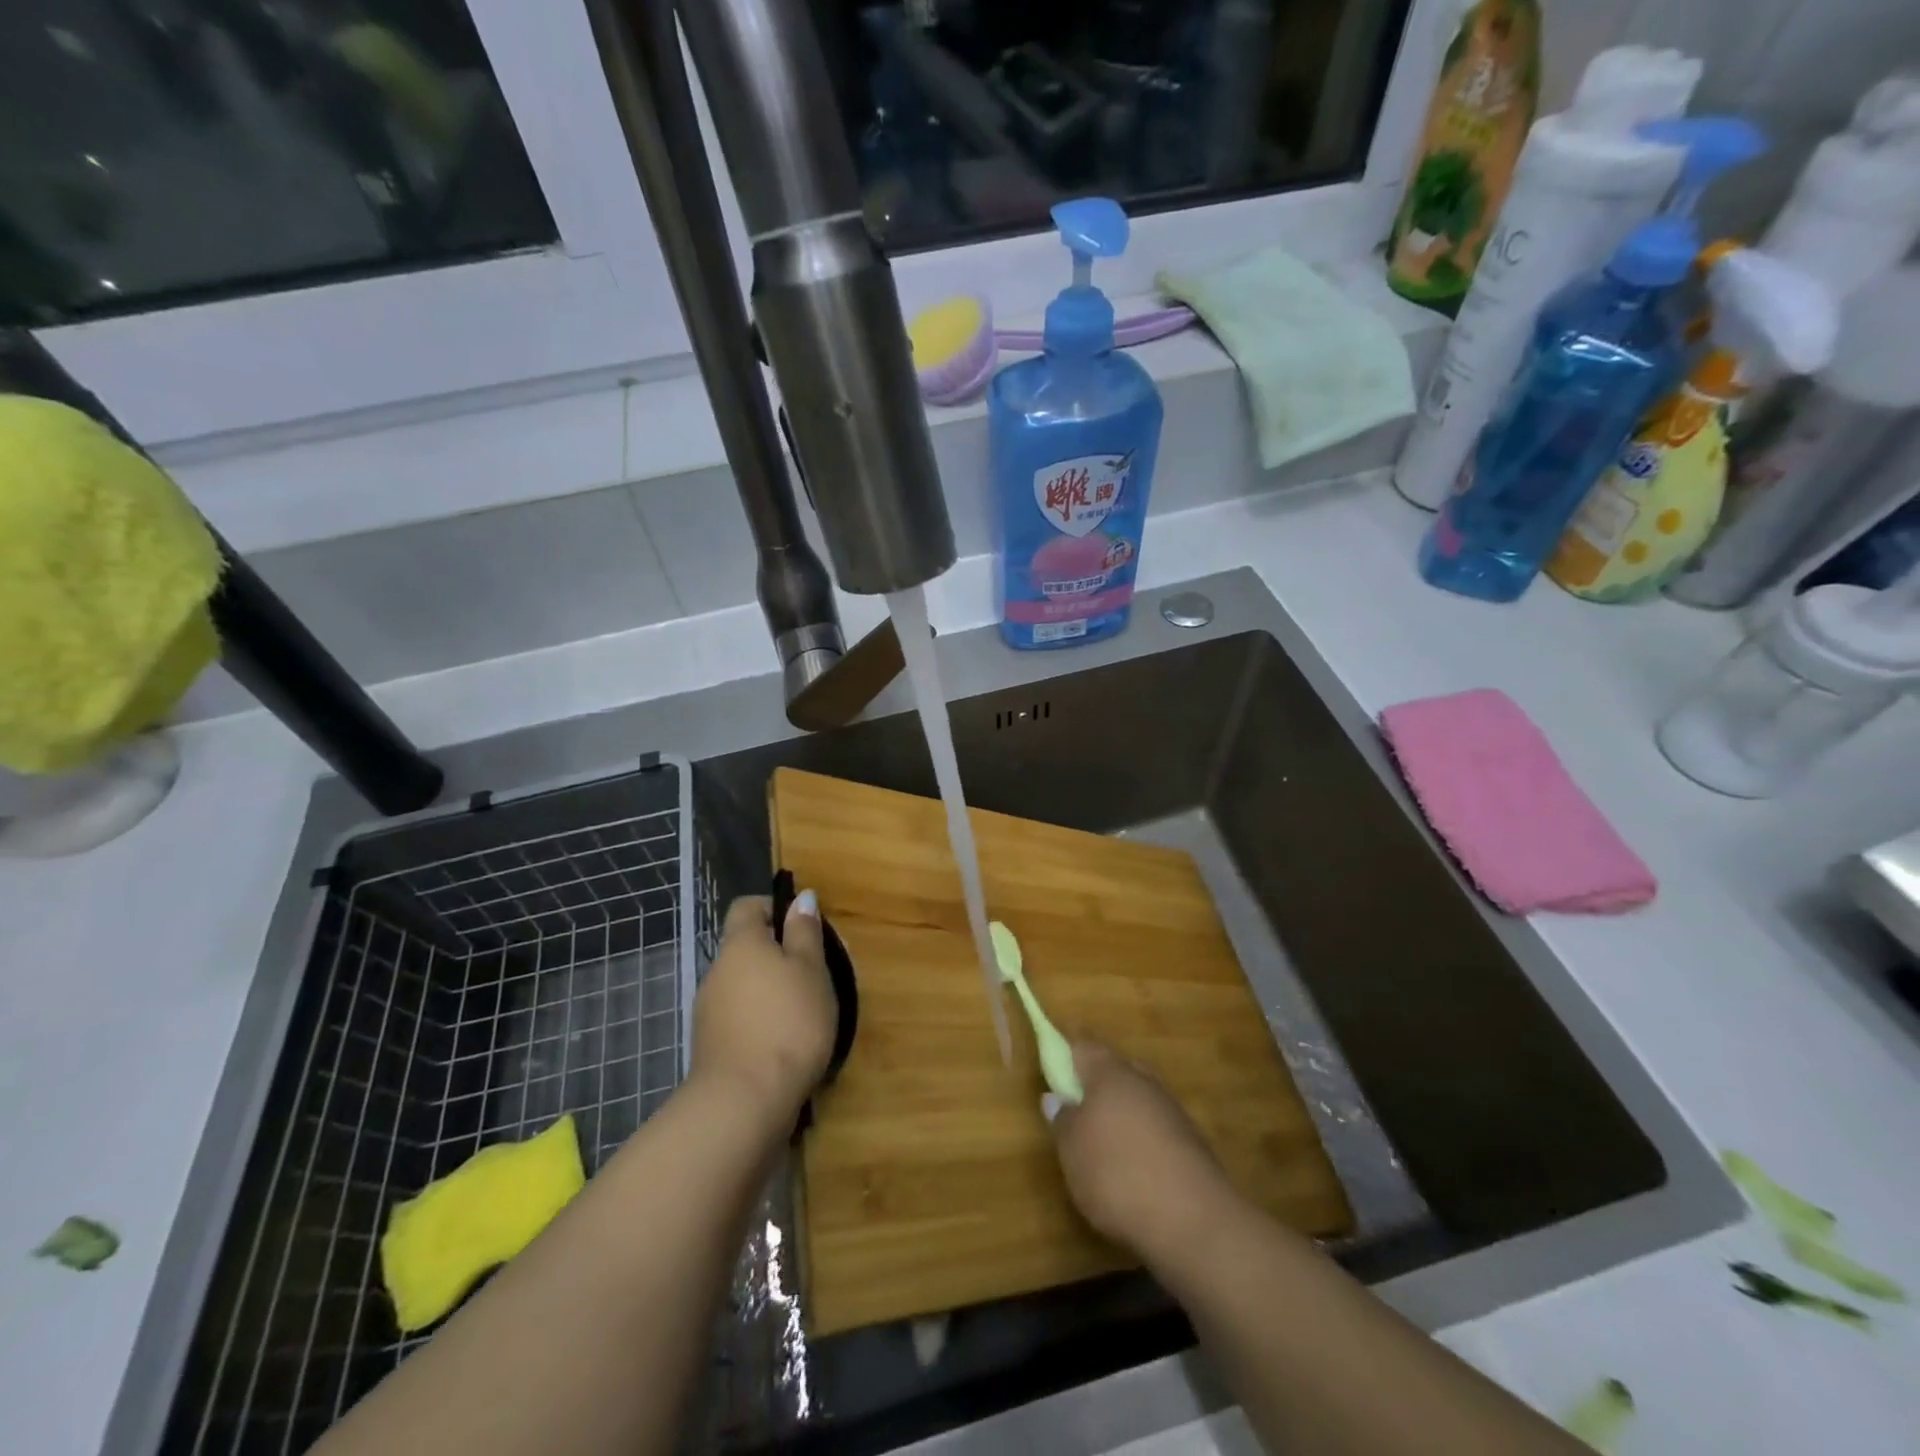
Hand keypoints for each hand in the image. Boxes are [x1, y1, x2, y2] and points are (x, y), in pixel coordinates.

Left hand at [691, 894, 836, 1128]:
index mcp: (741, 944)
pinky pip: (738, 1018)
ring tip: (803, 1014)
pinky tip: (783, 1044)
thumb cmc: (788, 1023)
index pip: (747, 906)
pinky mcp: (710, 1046)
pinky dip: (759, 1021)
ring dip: (769, 991)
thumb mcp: (811, 970)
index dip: (774, 909)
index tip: (803, 929)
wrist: (744, 1102)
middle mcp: (717, 970)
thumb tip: (801, 897)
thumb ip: (805, 932)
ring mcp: (708, 1011)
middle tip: (813, 975)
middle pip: (745, 948)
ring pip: (742, 985)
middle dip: (777, 955)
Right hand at [1046, 1041, 1237, 1258]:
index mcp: (1110, 1072)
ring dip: (1123, 1112)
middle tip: (1079, 1106)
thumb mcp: (1072, 1150)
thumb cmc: (1117, 1172)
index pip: (1085, 1045)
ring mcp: (1172, 1110)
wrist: (1193, 1220)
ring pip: (1140, 1098)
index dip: (1068, 1052)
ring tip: (1105, 1143)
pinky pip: (1158, 1127)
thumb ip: (1062, 1119)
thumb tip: (1056, 1098)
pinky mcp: (1192, 1142)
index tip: (1056, 1066)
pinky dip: (1143, 1138)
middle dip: (1098, 1082)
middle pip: (1117, 1068)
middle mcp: (1143, 1081)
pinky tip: (1135, 1166)